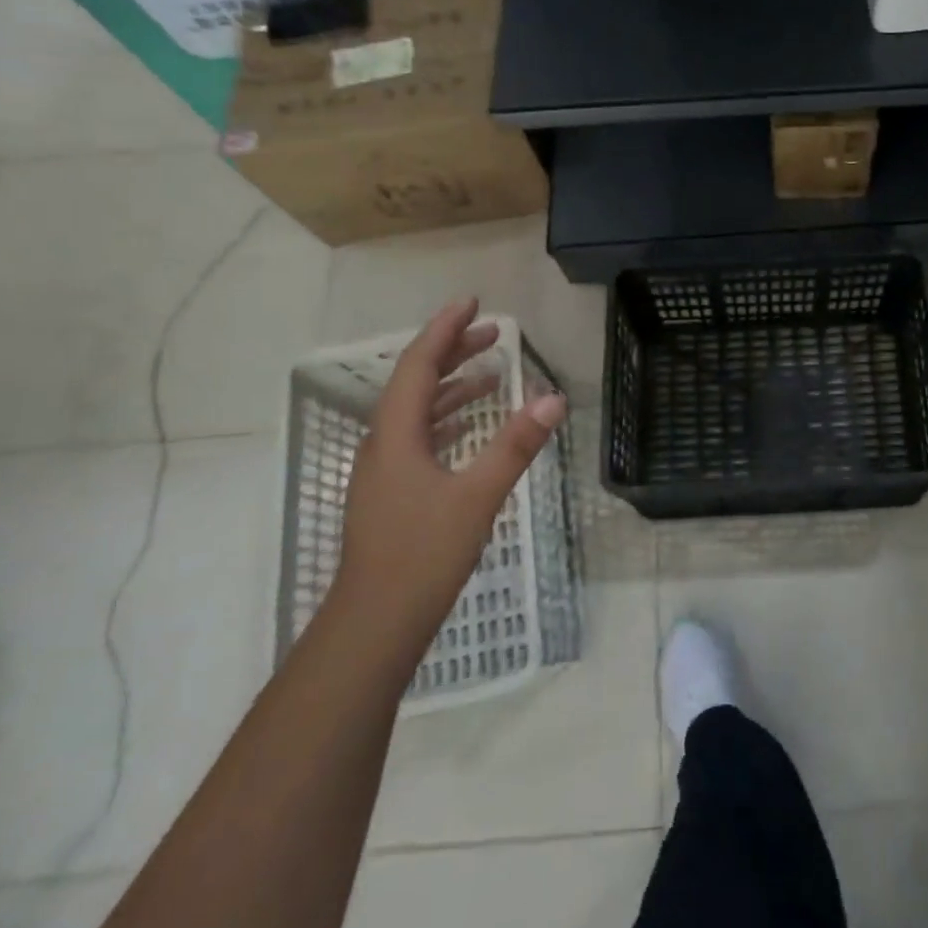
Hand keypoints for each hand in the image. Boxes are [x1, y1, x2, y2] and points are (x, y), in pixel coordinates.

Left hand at [333, 300, 566, 638]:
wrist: (374, 625)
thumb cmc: (423, 555)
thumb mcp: (478, 496)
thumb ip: (515, 445)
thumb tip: (553, 398)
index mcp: (396, 435)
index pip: (419, 365)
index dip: (445, 330)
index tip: (471, 302)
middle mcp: (383, 444)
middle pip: (416, 382)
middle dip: (452, 352)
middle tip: (491, 331)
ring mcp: (384, 471)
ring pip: (416, 411)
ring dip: (450, 385)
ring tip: (489, 371)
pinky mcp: (392, 493)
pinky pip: (419, 437)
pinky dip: (446, 418)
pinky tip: (468, 427)